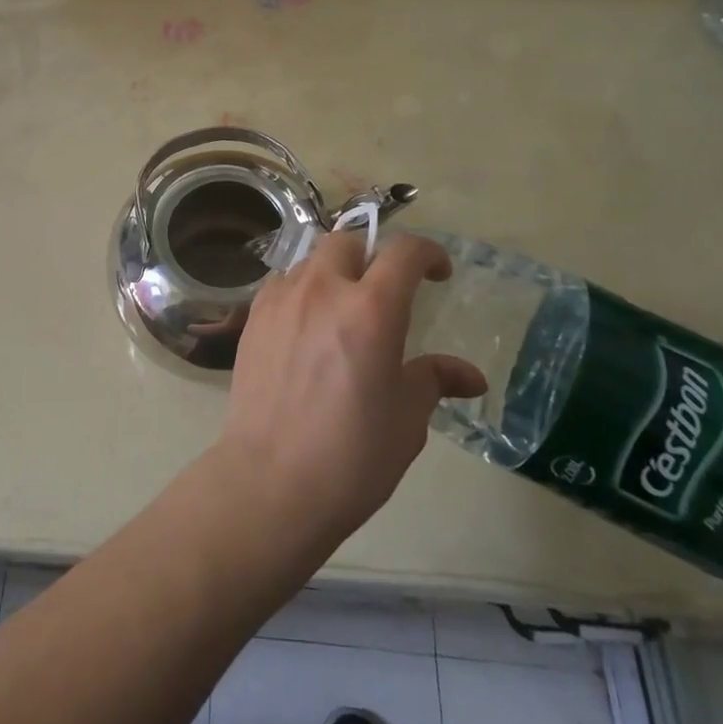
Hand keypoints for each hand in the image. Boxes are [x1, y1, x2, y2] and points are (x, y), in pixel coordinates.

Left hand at [213, 232, 487, 559]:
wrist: (271, 481)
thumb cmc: (352, 455)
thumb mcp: (407, 419)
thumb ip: (435, 380)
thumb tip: (471, 376)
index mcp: (371, 309)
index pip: (404, 251)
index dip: (428, 253)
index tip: (438, 272)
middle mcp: (323, 290)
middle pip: (348, 242)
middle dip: (372, 256)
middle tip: (384, 290)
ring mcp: (281, 299)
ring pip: (310, 259)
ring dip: (333, 271)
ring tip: (342, 307)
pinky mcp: (252, 317)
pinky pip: (281, 283)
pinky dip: (300, 289)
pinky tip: (306, 324)